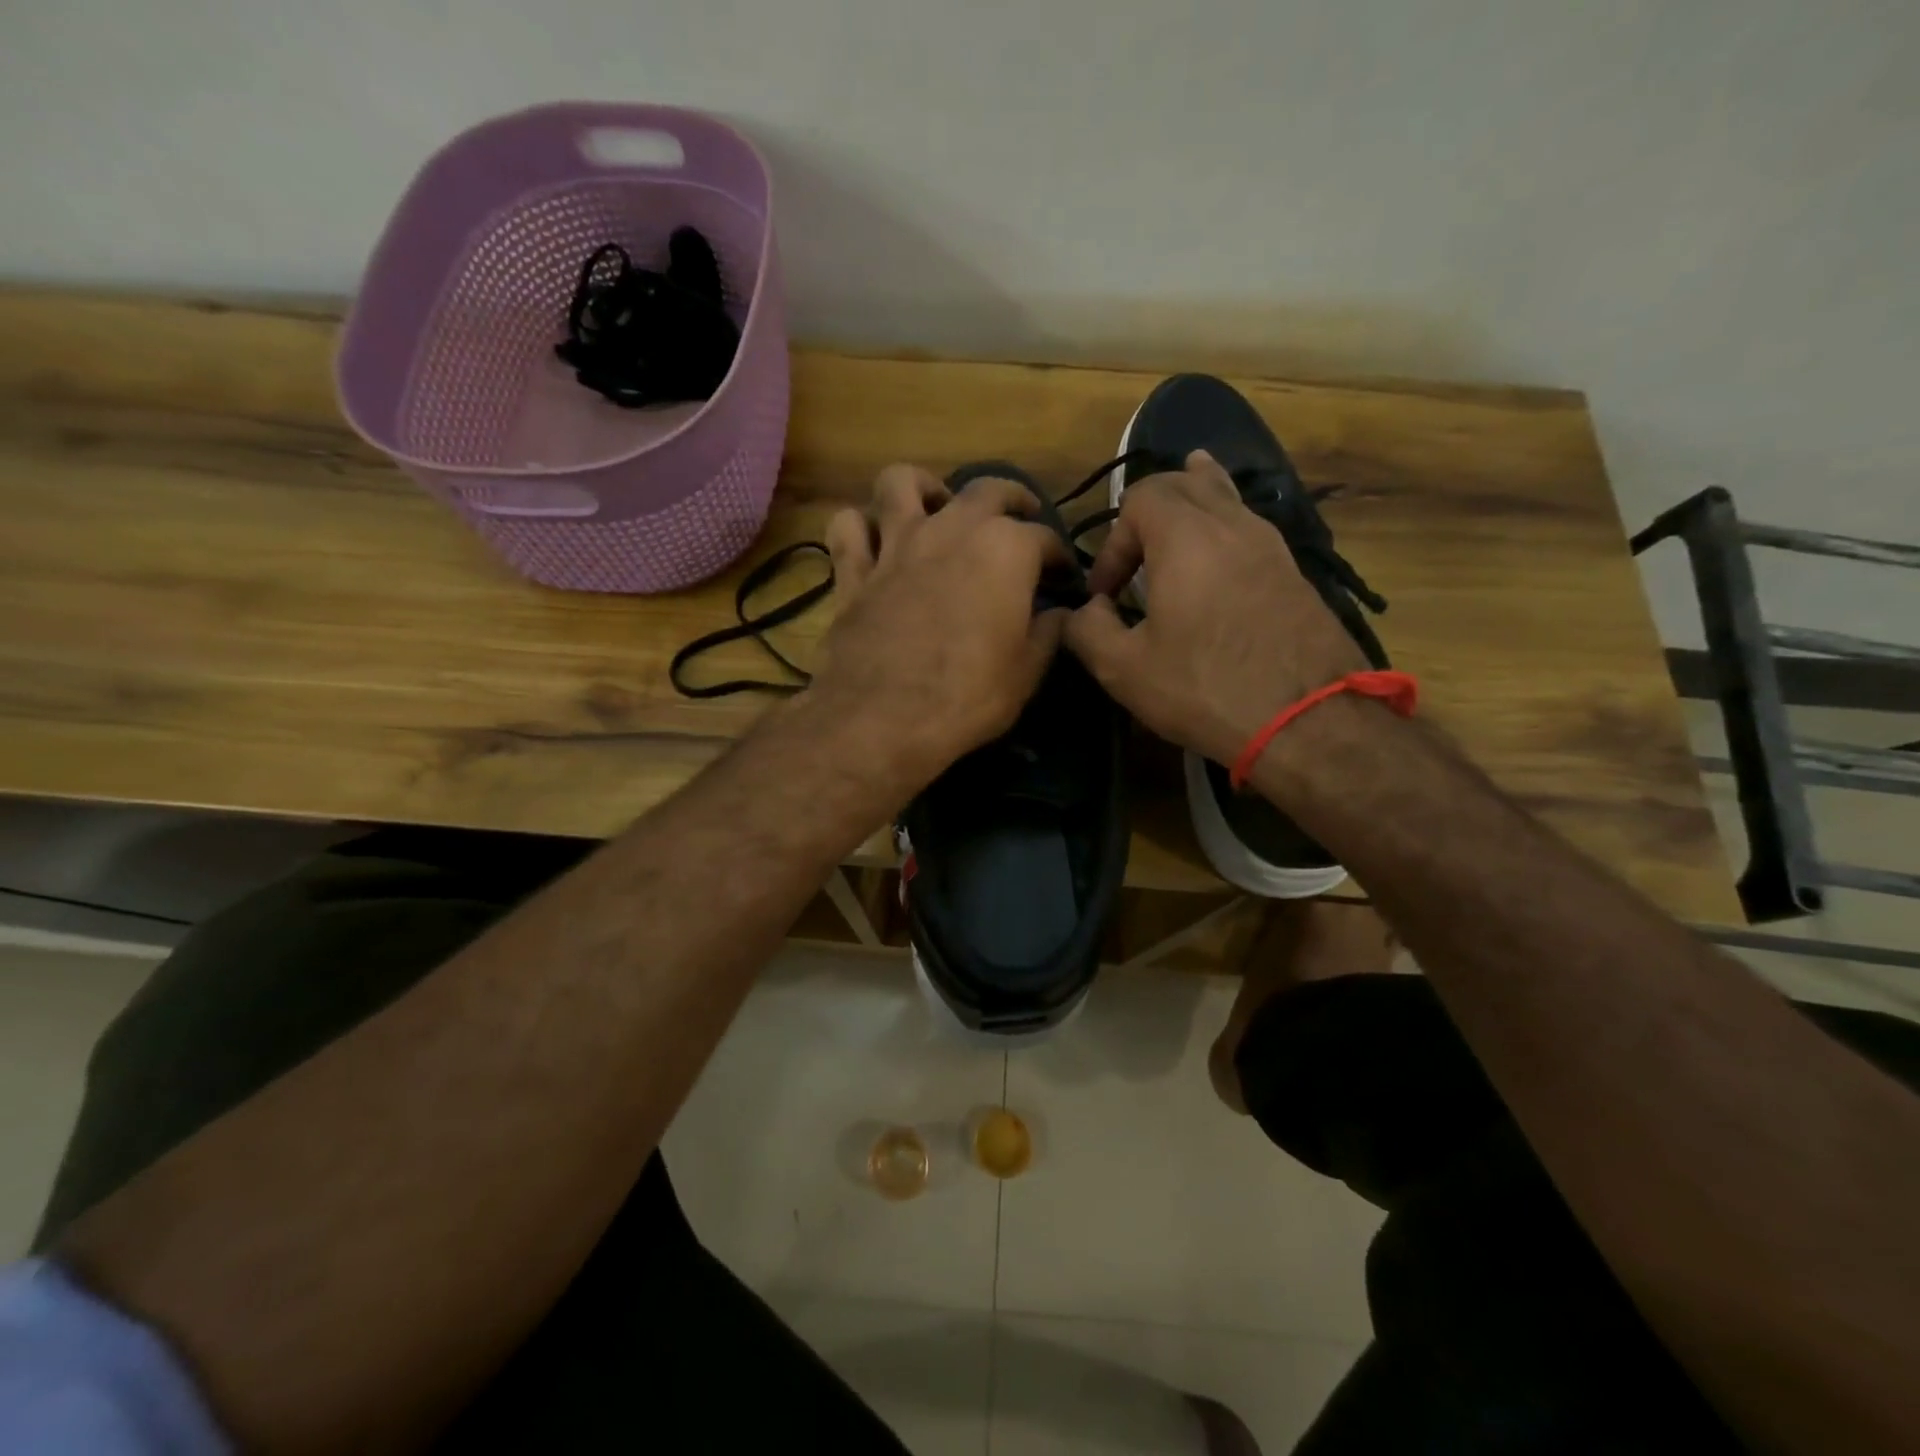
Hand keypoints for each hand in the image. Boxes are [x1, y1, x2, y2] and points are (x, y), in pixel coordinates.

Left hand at [808, 463, 1069, 788]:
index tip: (1064, 577)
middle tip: (1019, 519)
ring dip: (922, 487)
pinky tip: (873, 541)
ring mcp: (896, 544)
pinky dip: (859, 527)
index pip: (1045, 539)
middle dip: (1012, 498)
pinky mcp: (854, 570)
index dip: (1059, 557)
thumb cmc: (968, 695)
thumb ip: (1048, 633)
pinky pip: (848, 527)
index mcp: (1005, 549)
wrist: (885, 717)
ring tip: (936, 507)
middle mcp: (952, 529)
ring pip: (901, 482)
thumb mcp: (1027, 672)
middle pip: (986, 489)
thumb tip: (1059, 614)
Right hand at [1063, 451, 1365, 764]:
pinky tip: (1217, 549)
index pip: (1139, 499)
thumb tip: (1085, 611)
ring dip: (1192, 506)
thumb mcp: (1124, 669)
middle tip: (1134, 554)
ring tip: (1176, 512)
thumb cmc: (1205, 689)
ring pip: (1226, 498)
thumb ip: (1087, 630)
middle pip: (1186, 482)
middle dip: (1149, 510)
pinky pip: (1248, 528)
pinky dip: (1223, 528)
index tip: (1105, 594)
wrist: (1309, 720)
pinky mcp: (1293, 571)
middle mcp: (1232, 524)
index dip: (1112, 542)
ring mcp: (1271, 545)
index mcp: (1186, 537)